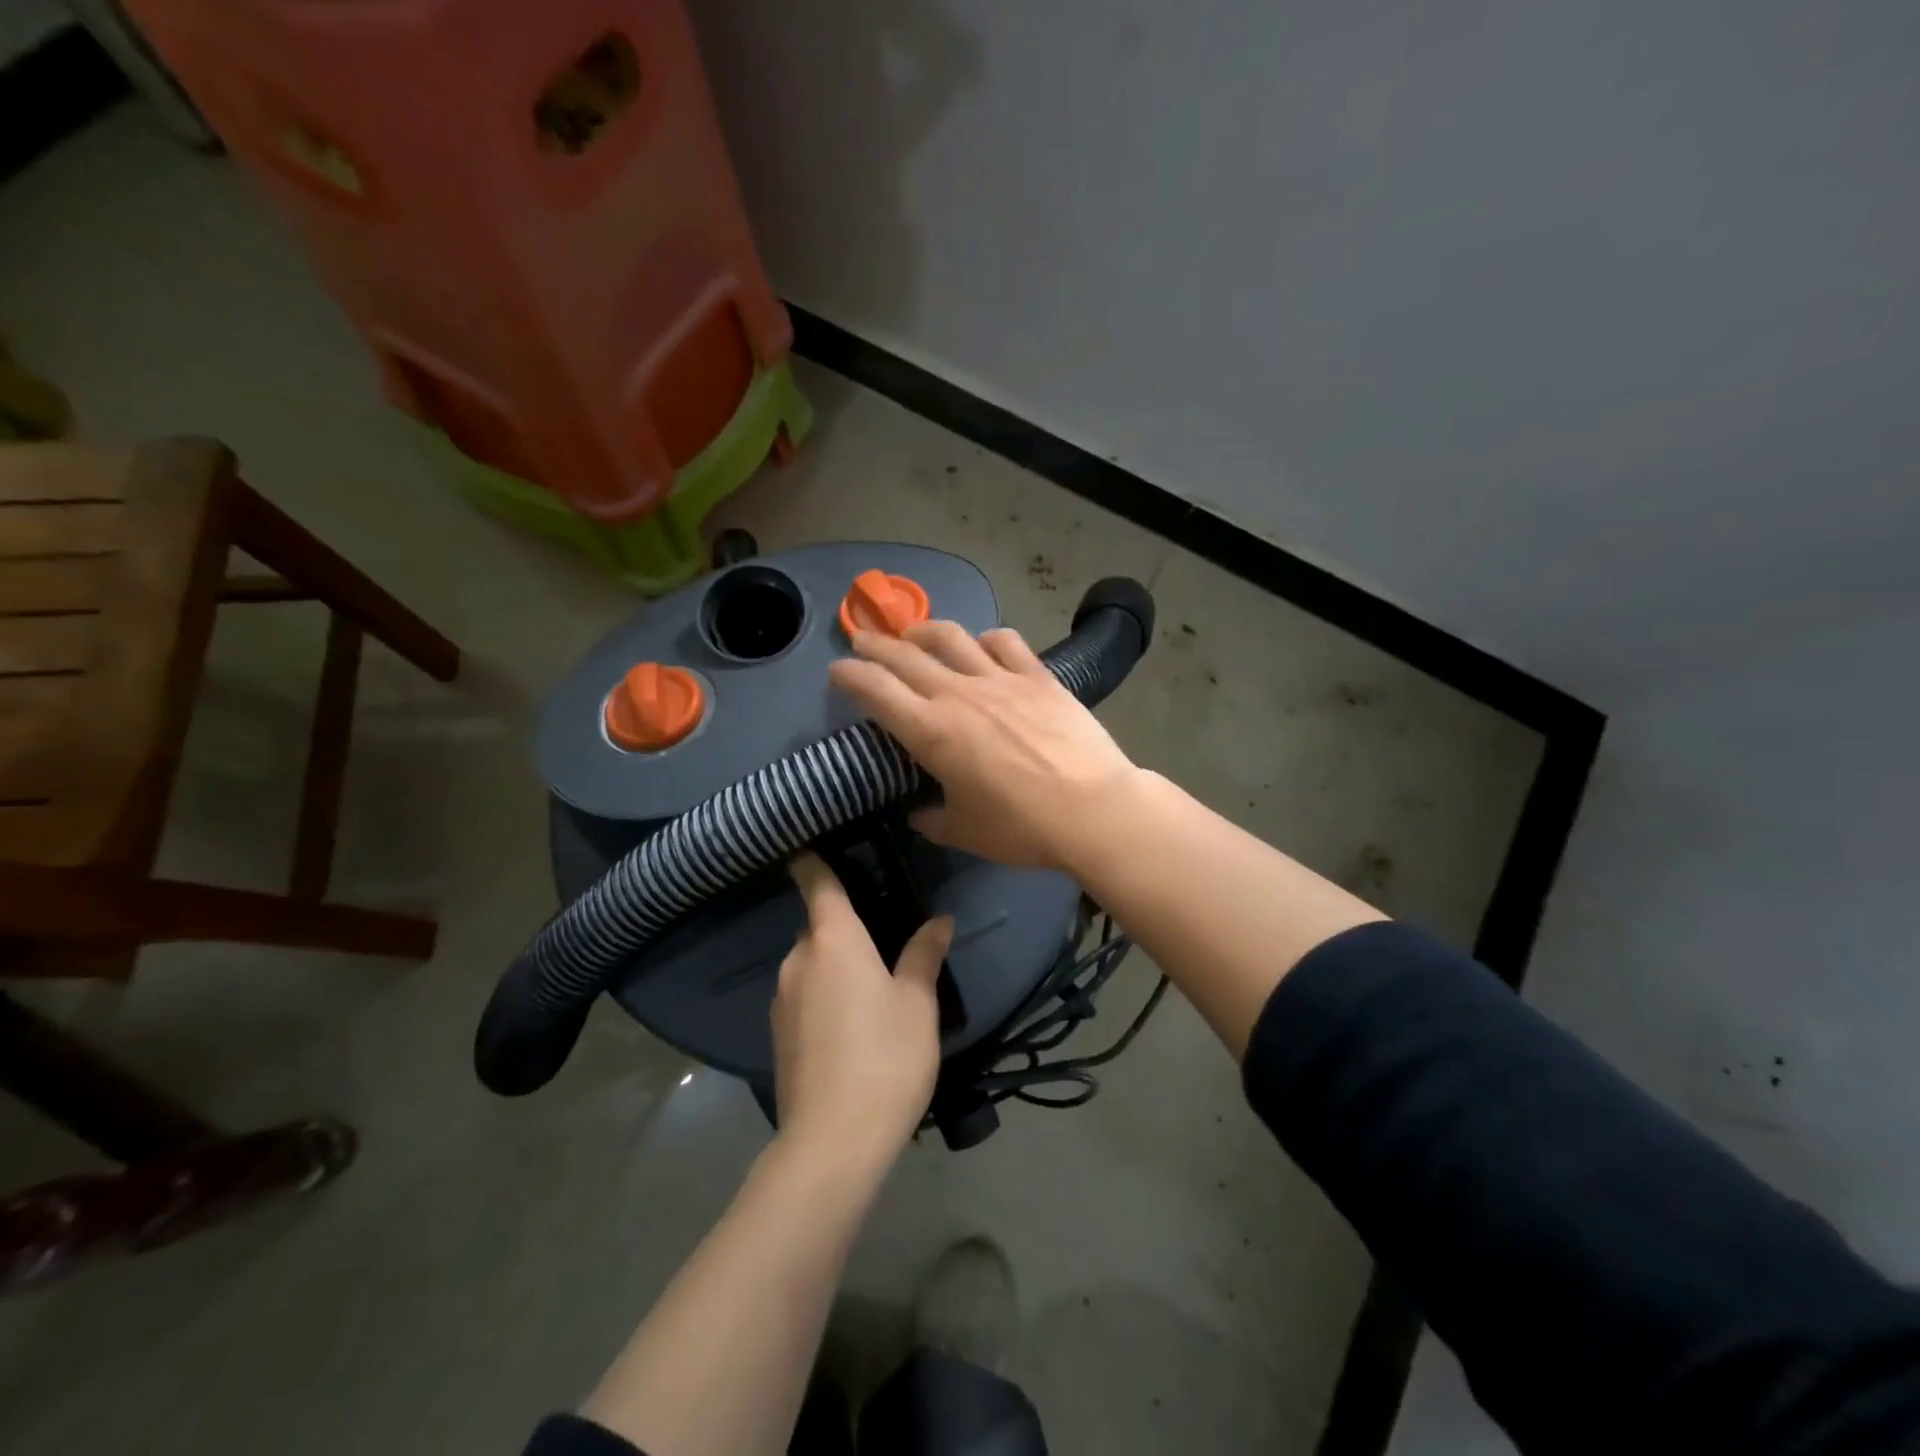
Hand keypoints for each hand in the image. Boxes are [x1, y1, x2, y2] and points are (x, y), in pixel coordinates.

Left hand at [771, 852, 951, 1171]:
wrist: (832, 1141)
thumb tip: (939, 920)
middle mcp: (799, 960)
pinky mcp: (777, 1035)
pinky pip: (803, 995)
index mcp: (833, 939)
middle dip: (842, 926)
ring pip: (810, 964)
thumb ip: (924, 955)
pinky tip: (851, 1024)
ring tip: (871, 986)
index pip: (816, 882)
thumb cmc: (885, 1056)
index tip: (812, 843)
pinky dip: (823, 995)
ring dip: (834, 964)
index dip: (812, 860)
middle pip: (817, 926)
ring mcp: (782, 999)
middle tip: (881, 936)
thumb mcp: (917, 1002)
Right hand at [828, 621, 1141, 869]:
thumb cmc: (1021, 827)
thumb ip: (933, 819)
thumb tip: (920, 813)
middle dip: (876, 645)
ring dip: (924, 630)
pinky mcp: (1037, 676)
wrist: (1092, 809)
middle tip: (862, 640)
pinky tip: (983, 646)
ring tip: (914, 634)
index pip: (875, 689)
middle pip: (905, 655)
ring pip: (951, 637)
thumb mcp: (965, 831)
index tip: (837, 671)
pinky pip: (1004, 642)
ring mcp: (1000, 679)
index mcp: (930, 731)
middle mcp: (958, 693)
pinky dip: (985, 639)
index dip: (849, 675)